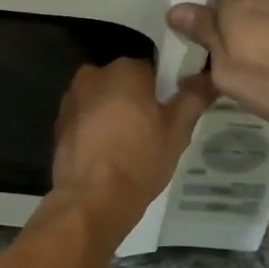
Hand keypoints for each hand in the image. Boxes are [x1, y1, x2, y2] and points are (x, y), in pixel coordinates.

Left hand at [51, 58, 213, 218]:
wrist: (92, 199)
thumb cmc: (140, 159)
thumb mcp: (178, 130)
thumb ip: (194, 97)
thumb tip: (209, 77)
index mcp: (124, 69)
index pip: (152, 68)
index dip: (165, 89)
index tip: (172, 111)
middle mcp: (93, 74)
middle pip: (123, 82)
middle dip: (137, 100)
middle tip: (154, 130)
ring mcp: (71, 99)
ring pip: (103, 100)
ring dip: (115, 114)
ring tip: (131, 145)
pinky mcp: (59, 124)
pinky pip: (86, 119)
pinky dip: (97, 130)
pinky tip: (109, 154)